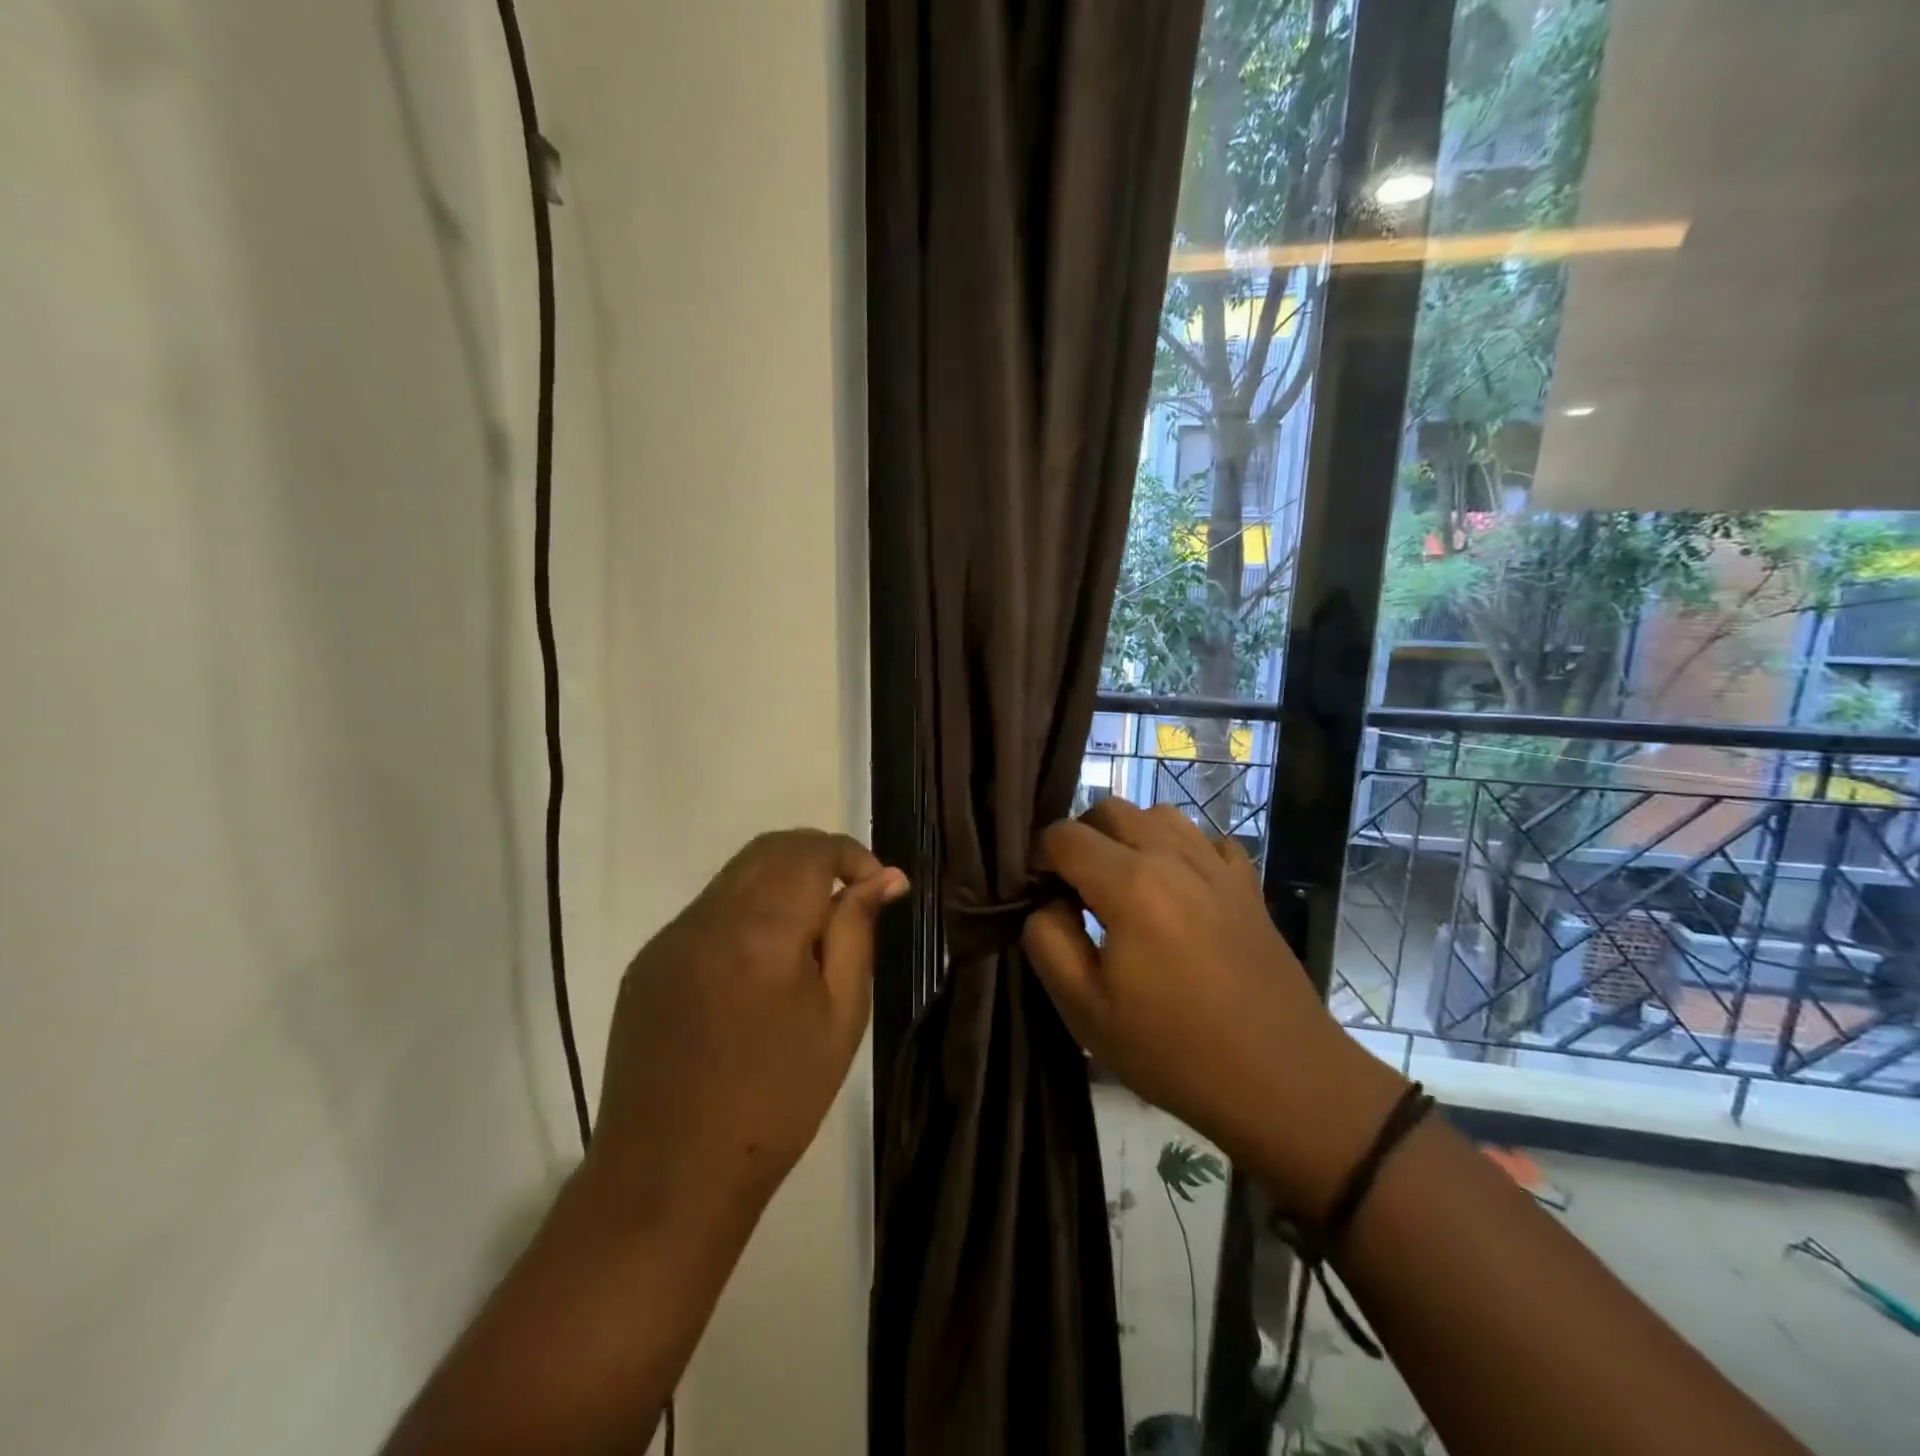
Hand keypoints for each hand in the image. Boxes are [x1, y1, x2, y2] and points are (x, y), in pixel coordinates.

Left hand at [586, 830, 906, 1231]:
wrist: (671, 1177)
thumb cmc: (777, 1101)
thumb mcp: (840, 1017)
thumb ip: (857, 933)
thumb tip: (884, 877)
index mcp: (762, 929)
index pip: (810, 850)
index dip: (851, 854)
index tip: (878, 886)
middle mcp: (708, 917)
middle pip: (769, 849)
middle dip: (817, 858)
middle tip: (849, 900)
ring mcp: (669, 938)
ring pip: (735, 876)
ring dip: (780, 883)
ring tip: (808, 937)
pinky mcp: (647, 963)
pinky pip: (706, 912)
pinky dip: (744, 912)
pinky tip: (758, 967)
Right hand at [1022, 800, 1404, 1216]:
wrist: (1284, 1081)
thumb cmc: (1174, 1050)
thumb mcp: (1085, 1009)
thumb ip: (1047, 940)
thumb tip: (1048, 903)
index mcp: (1130, 883)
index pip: (1064, 835)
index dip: (1039, 857)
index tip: (1038, 893)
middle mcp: (1174, 856)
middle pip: (1111, 809)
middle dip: (1081, 837)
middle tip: (1074, 888)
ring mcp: (1218, 866)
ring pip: (1159, 815)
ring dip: (1129, 836)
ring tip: (1123, 884)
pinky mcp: (1248, 885)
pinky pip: (1205, 841)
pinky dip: (1180, 850)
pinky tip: (1178, 890)